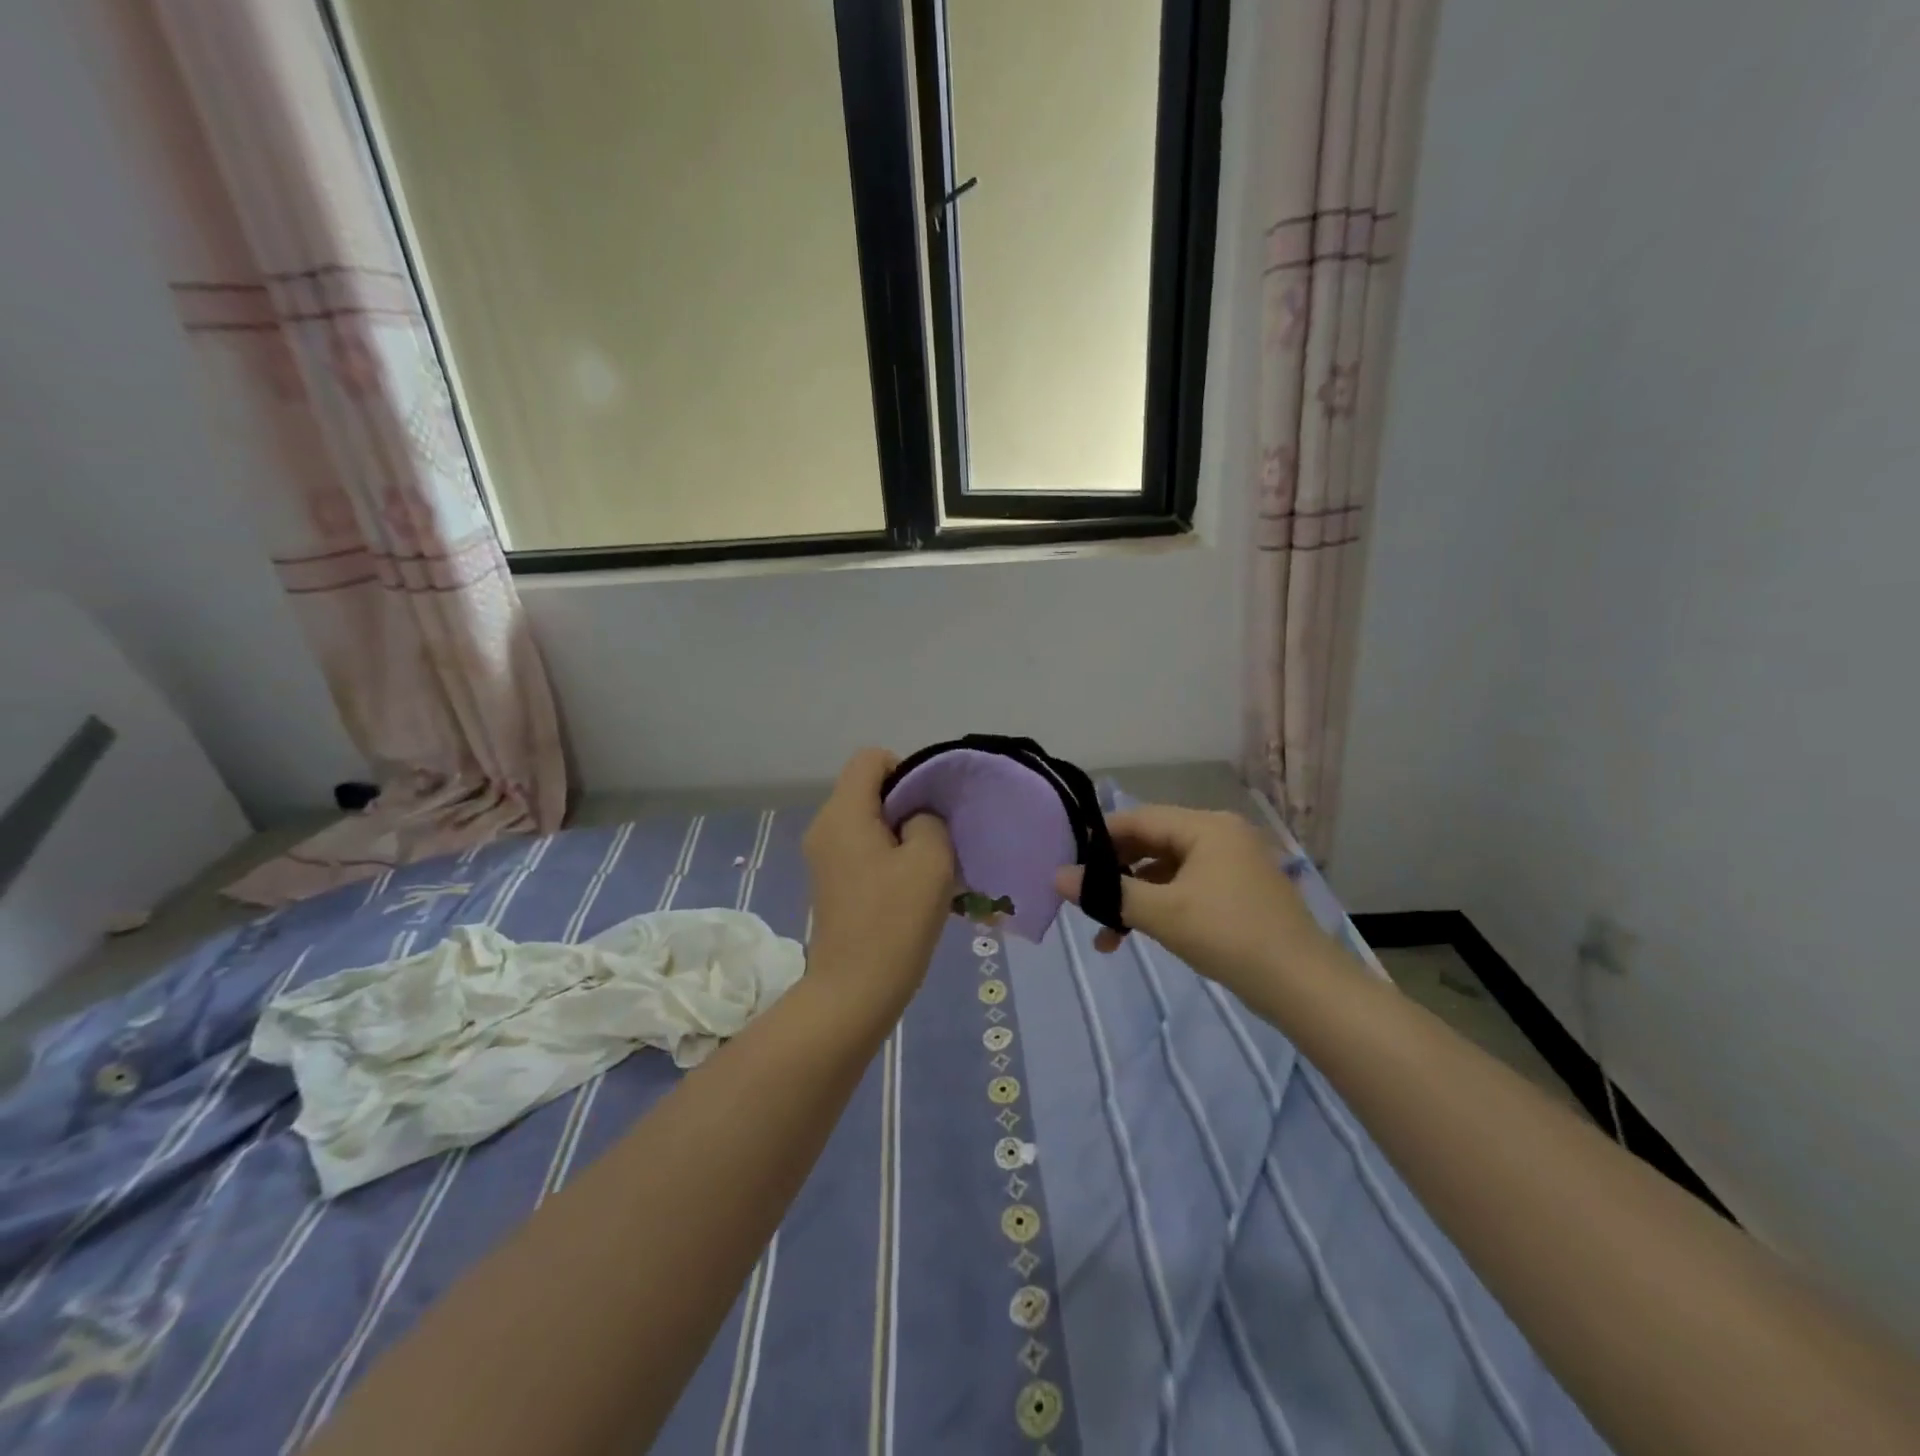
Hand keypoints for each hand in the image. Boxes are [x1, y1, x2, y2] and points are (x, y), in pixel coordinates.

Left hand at [802, 749, 955, 1012]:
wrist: (854, 991)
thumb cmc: (894, 921)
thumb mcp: (930, 860)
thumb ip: (928, 820)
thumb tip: (916, 819)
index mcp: (843, 812)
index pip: (871, 757)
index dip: (906, 770)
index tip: (929, 807)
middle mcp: (825, 826)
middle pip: (869, 788)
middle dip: (907, 804)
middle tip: (937, 838)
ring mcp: (823, 856)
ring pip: (868, 821)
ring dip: (901, 834)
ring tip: (928, 866)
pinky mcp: (830, 882)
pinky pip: (861, 848)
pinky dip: (887, 856)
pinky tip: (910, 888)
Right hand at [1053, 805, 1334, 995]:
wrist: (1303, 986)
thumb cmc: (1229, 936)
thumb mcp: (1162, 913)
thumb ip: (1108, 892)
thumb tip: (1058, 876)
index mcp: (1206, 826)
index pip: (1138, 819)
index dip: (1099, 839)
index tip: (1068, 862)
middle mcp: (1219, 836)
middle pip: (1151, 844)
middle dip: (1115, 876)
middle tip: (1084, 901)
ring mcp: (1231, 865)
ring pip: (1165, 871)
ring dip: (1134, 898)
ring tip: (1105, 935)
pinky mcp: (1236, 893)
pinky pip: (1185, 889)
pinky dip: (1159, 908)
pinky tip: (1137, 935)